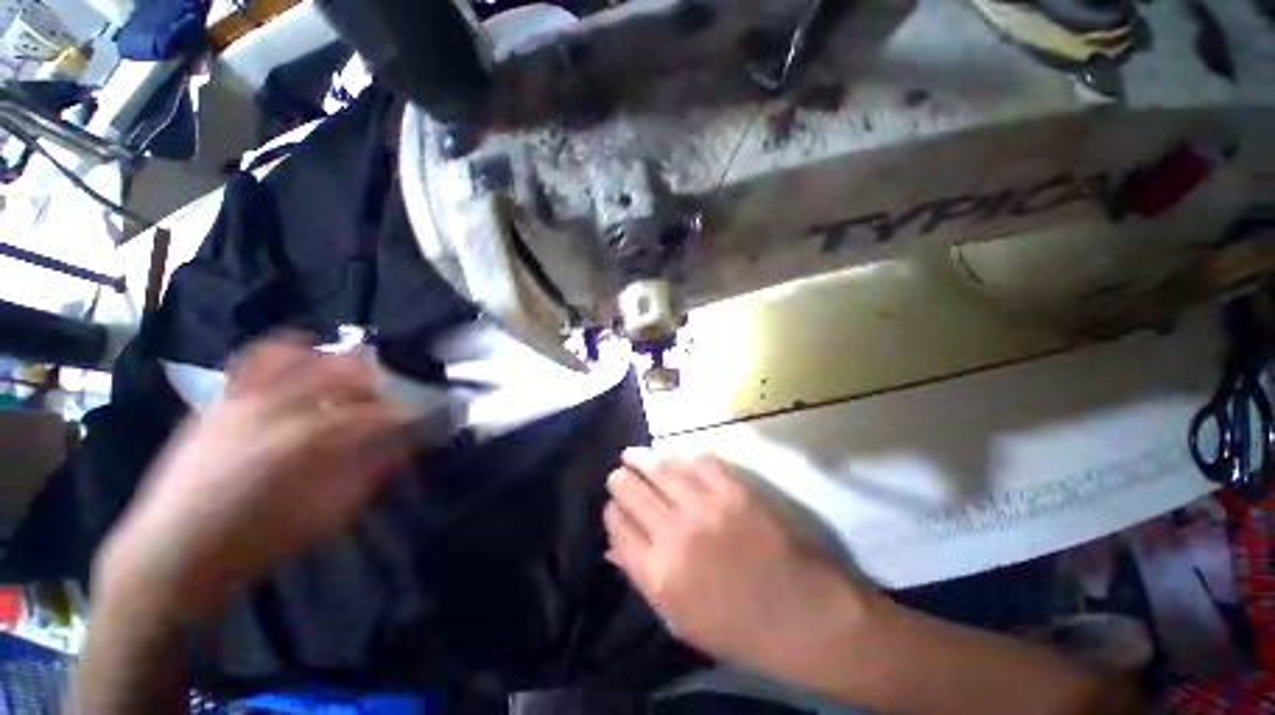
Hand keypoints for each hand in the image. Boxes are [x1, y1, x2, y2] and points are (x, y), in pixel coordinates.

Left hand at [96, 336, 410, 620]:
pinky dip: (285, 350)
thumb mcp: (327, 515)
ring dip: (336, 362)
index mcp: (308, 442)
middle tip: (387, 401)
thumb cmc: (257, 542)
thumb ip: (370, 473)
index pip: (374, 414)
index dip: (404, 415)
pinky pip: (255, 358)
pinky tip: (302, 357)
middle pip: (344, 375)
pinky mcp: (221, 398)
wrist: (172, 551)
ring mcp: (243, 398)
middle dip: (376, 384)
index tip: (419, 419)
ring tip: (350, 376)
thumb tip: (404, 445)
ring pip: (304, 357)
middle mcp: (278, 408)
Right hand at [603, 448, 871, 679]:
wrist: (799, 613)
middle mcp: (675, 534)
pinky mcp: (733, 490)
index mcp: (657, 573)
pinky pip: (697, 462)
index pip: (618, 526)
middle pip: (632, 492)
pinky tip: (672, 455)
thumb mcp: (678, 618)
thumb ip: (640, 576)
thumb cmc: (735, 625)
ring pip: (659, 469)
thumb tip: (611, 546)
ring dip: (640, 458)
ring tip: (631, 454)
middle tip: (619, 473)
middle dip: (620, 480)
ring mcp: (705, 507)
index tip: (613, 505)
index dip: (612, 511)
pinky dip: (680, 456)